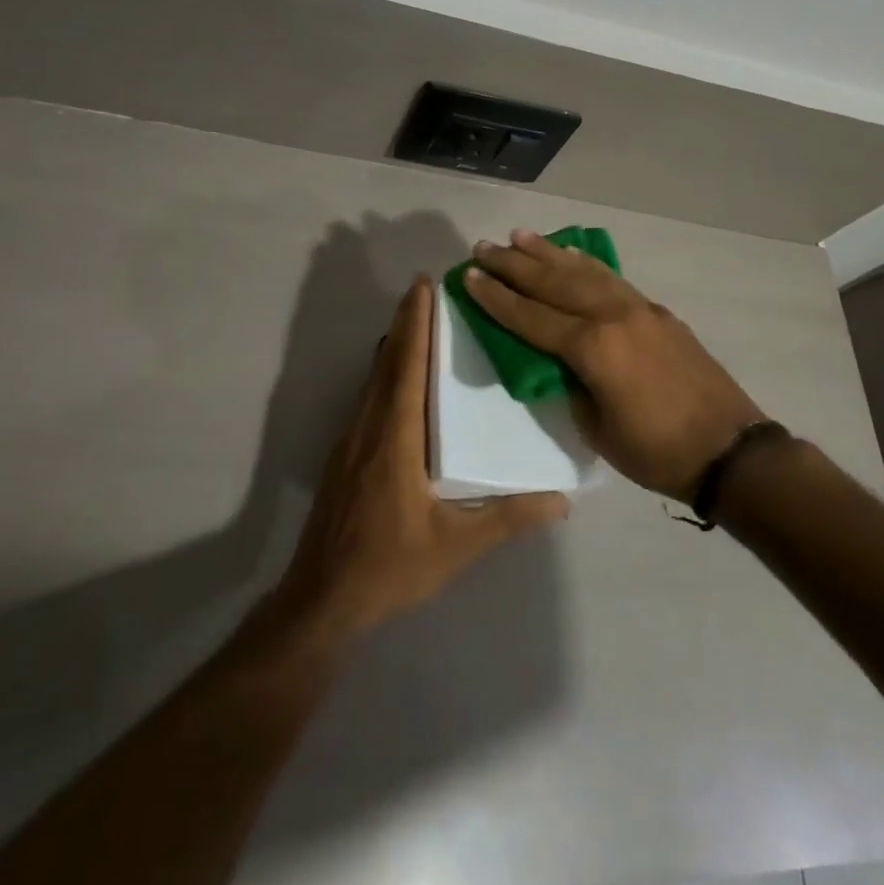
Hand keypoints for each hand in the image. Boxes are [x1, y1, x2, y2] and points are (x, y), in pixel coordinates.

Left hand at [277, 276, 568, 644]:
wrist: (322, 599)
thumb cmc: (389, 567)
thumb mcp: (455, 546)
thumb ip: (507, 519)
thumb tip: (561, 500)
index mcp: (395, 438)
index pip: (406, 367)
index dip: (415, 324)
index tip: (423, 285)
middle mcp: (369, 428)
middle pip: (386, 362)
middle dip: (405, 322)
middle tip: (426, 289)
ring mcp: (351, 440)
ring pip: (373, 378)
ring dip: (394, 345)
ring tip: (417, 322)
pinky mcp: (345, 456)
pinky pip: (368, 398)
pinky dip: (385, 372)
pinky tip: (400, 380)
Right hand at [465, 230, 764, 501]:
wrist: (730, 450)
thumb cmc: (657, 451)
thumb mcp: (596, 428)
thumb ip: (569, 384)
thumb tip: (554, 360)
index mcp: (593, 347)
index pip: (531, 317)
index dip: (497, 298)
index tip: (469, 276)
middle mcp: (613, 316)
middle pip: (553, 283)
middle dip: (514, 264)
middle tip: (483, 246)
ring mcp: (639, 309)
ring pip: (584, 271)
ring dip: (548, 252)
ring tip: (519, 236)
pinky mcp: (657, 312)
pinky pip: (611, 279)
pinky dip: (586, 263)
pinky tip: (572, 254)